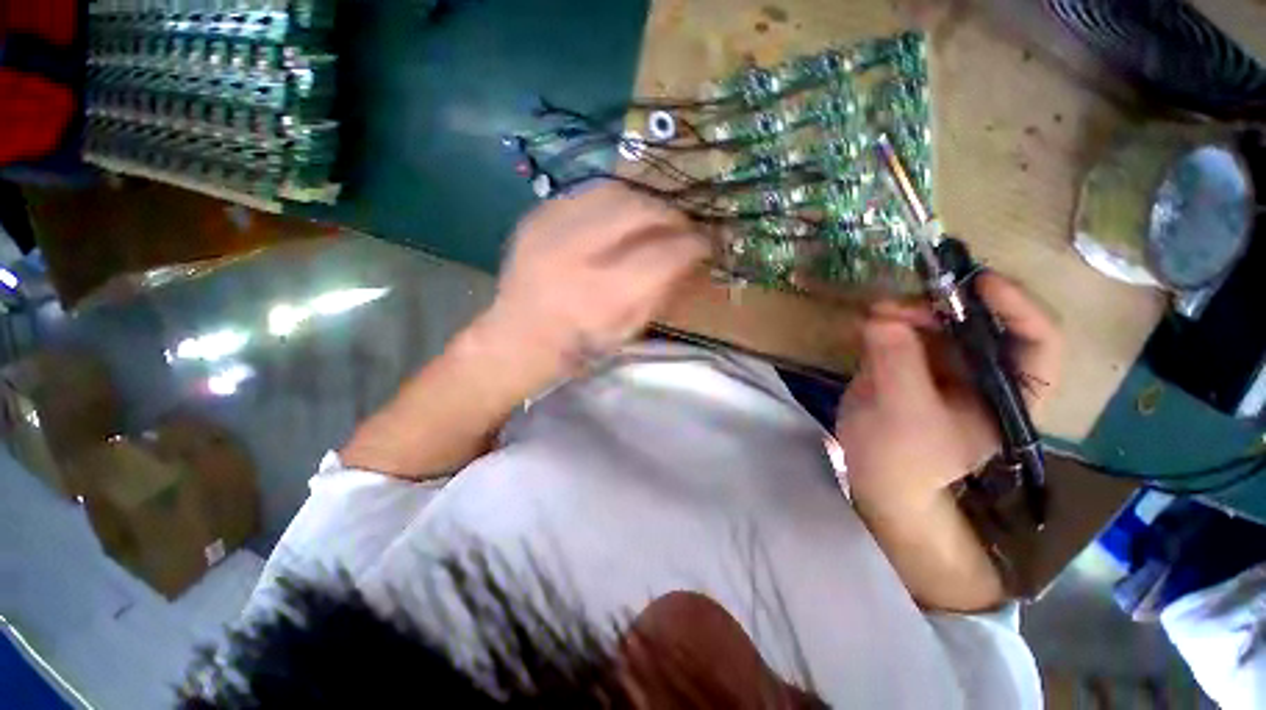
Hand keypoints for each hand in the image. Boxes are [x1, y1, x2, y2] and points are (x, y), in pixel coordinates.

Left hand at [473, 183, 709, 381]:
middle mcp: (575, 255)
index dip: (693, 244)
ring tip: (655, 218)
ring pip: (613, 191)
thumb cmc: (578, 346)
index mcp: (602, 296)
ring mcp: (550, 229)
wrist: (517, 338)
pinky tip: (619, 219)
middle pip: (638, 211)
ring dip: (644, 202)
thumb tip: (688, 257)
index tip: (706, 243)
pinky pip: (586, 194)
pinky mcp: (536, 217)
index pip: (663, 254)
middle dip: (671, 214)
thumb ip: (661, 290)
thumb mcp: (628, 330)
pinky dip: (613, 202)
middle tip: (683, 226)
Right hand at [836, 273, 1062, 510]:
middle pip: (977, 320)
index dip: (1017, 305)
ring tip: (875, 312)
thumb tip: (882, 317)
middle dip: (941, 306)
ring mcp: (941, 364)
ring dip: (907, 310)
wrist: (874, 476)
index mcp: (1009, 392)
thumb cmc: (905, 459)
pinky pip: (902, 329)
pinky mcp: (906, 361)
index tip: (980, 282)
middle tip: (899, 305)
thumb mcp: (907, 415)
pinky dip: (885, 321)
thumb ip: (898, 365)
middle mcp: (981, 370)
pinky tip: (866, 321)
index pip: (1036, 340)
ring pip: (934, 320)